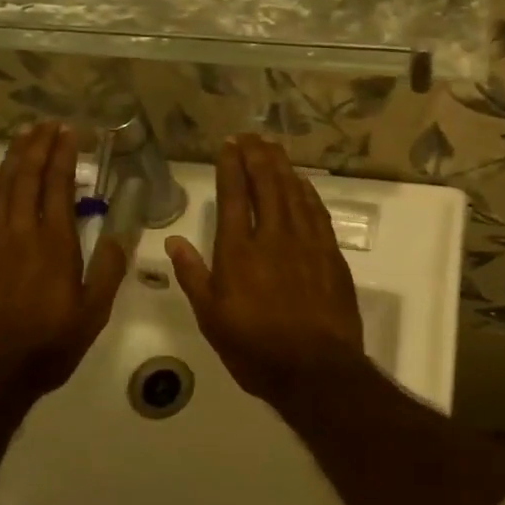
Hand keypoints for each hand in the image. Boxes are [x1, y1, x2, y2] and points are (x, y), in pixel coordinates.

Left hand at [0, 122, 126, 398]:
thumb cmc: (49, 345)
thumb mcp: (93, 312)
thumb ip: (108, 269)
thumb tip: (122, 232)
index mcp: (55, 244)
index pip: (59, 187)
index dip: (64, 156)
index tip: (69, 132)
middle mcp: (21, 233)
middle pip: (27, 178)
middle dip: (38, 147)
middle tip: (46, 124)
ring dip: (11, 159)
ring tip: (22, 135)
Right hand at [165, 135, 365, 408]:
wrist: (316, 369)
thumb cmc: (256, 349)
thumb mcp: (212, 319)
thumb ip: (193, 276)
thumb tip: (174, 240)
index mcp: (239, 252)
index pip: (234, 197)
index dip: (231, 166)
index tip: (229, 145)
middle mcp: (273, 238)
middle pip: (266, 185)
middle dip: (257, 156)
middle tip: (251, 136)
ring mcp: (306, 243)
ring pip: (293, 192)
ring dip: (282, 166)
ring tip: (273, 147)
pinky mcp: (330, 254)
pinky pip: (317, 212)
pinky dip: (307, 192)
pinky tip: (302, 182)